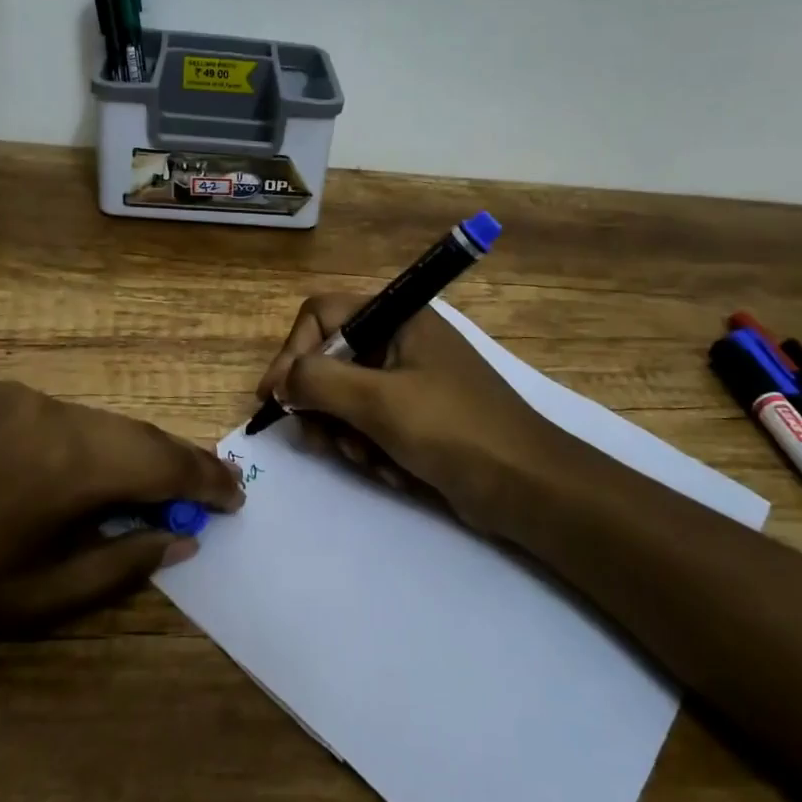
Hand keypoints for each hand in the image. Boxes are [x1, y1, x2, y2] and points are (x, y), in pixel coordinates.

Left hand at [0, 381, 243, 638]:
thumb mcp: (35, 599)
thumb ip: (119, 567)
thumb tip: (181, 539)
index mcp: (69, 465)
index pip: (163, 463)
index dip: (205, 479)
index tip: (235, 497)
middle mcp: (53, 413)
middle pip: (137, 434)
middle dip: (175, 464)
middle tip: (203, 492)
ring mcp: (19, 395)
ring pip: (97, 422)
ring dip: (126, 453)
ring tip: (139, 489)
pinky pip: (57, 414)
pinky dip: (82, 441)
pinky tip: (68, 472)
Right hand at [257, 296, 589, 543]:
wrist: (527, 486)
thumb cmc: (453, 430)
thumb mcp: (379, 401)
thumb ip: (319, 381)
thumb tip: (281, 381)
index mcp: (398, 318)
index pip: (322, 315)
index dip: (292, 352)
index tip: (275, 398)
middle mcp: (401, 341)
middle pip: (330, 359)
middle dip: (323, 405)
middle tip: (321, 440)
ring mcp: (410, 380)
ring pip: (347, 397)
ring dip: (347, 433)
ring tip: (368, 459)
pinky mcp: (417, 417)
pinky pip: (372, 424)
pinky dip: (372, 449)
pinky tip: (392, 471)